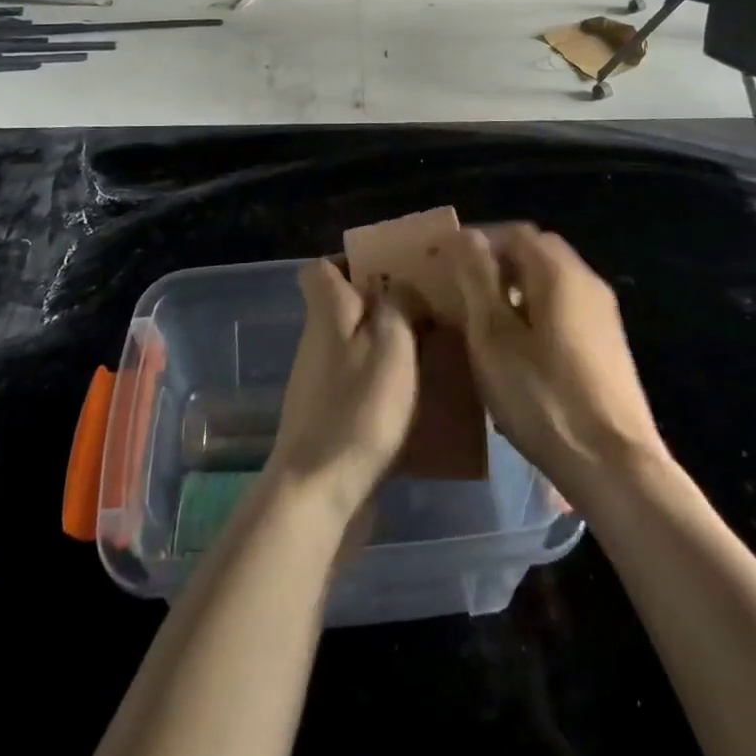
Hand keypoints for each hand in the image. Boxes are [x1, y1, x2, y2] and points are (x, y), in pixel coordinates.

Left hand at [263, 259, 419, 527]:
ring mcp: (322, 383)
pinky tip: (422, 399)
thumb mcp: (391, 343)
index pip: (320, 269)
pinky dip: (387, 386)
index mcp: (327, 313)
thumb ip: (399, 304)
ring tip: (437, 353)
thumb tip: (401, 286)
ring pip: (358, 347)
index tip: (390, 270)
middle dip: (385, 305)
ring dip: (392, 347)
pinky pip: (362, 385)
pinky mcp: (332, 419)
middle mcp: (318, 342)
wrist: (319, 492)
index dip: (350, 262)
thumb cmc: (358, 407)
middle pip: (345, 307)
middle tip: (431, 312)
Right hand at [445, 223, 665, 505]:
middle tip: (463, 289)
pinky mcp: (609, 345)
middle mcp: (587, 281)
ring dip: (516, 288)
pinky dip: (537, 311)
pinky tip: (519, 349)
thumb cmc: (543, 397)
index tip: (446, 263)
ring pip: (552, 281)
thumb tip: (465, 236)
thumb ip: (477, 280)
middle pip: (537, 252)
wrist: (616, 466)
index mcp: (559, 272)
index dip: (478, 241)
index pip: (514, 232)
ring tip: (484, 320)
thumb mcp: (493, 338)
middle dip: (498, 262)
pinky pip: (566, 308)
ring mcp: (604, 314)